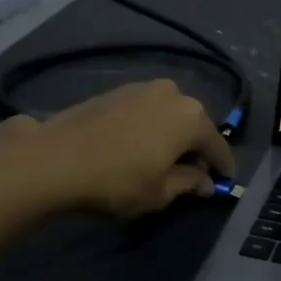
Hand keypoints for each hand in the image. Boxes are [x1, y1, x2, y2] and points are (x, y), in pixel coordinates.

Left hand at [20, 80, 235, 218]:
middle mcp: (172, 94)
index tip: (225, 182)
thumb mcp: (160, 192)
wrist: (55, 158)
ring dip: (171, 134)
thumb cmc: (118, 180)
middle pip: (194, 125)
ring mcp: (142, 88)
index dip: (223, 167)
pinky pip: (145, 111)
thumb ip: (189, 183)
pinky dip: (149, 126)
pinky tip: (138, 145)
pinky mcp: (115, 91)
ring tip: (163, 158)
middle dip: (196, 148)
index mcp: (192, 117)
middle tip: (192, 172)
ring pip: (169, 114)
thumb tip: (206, 182)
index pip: (217, 145)